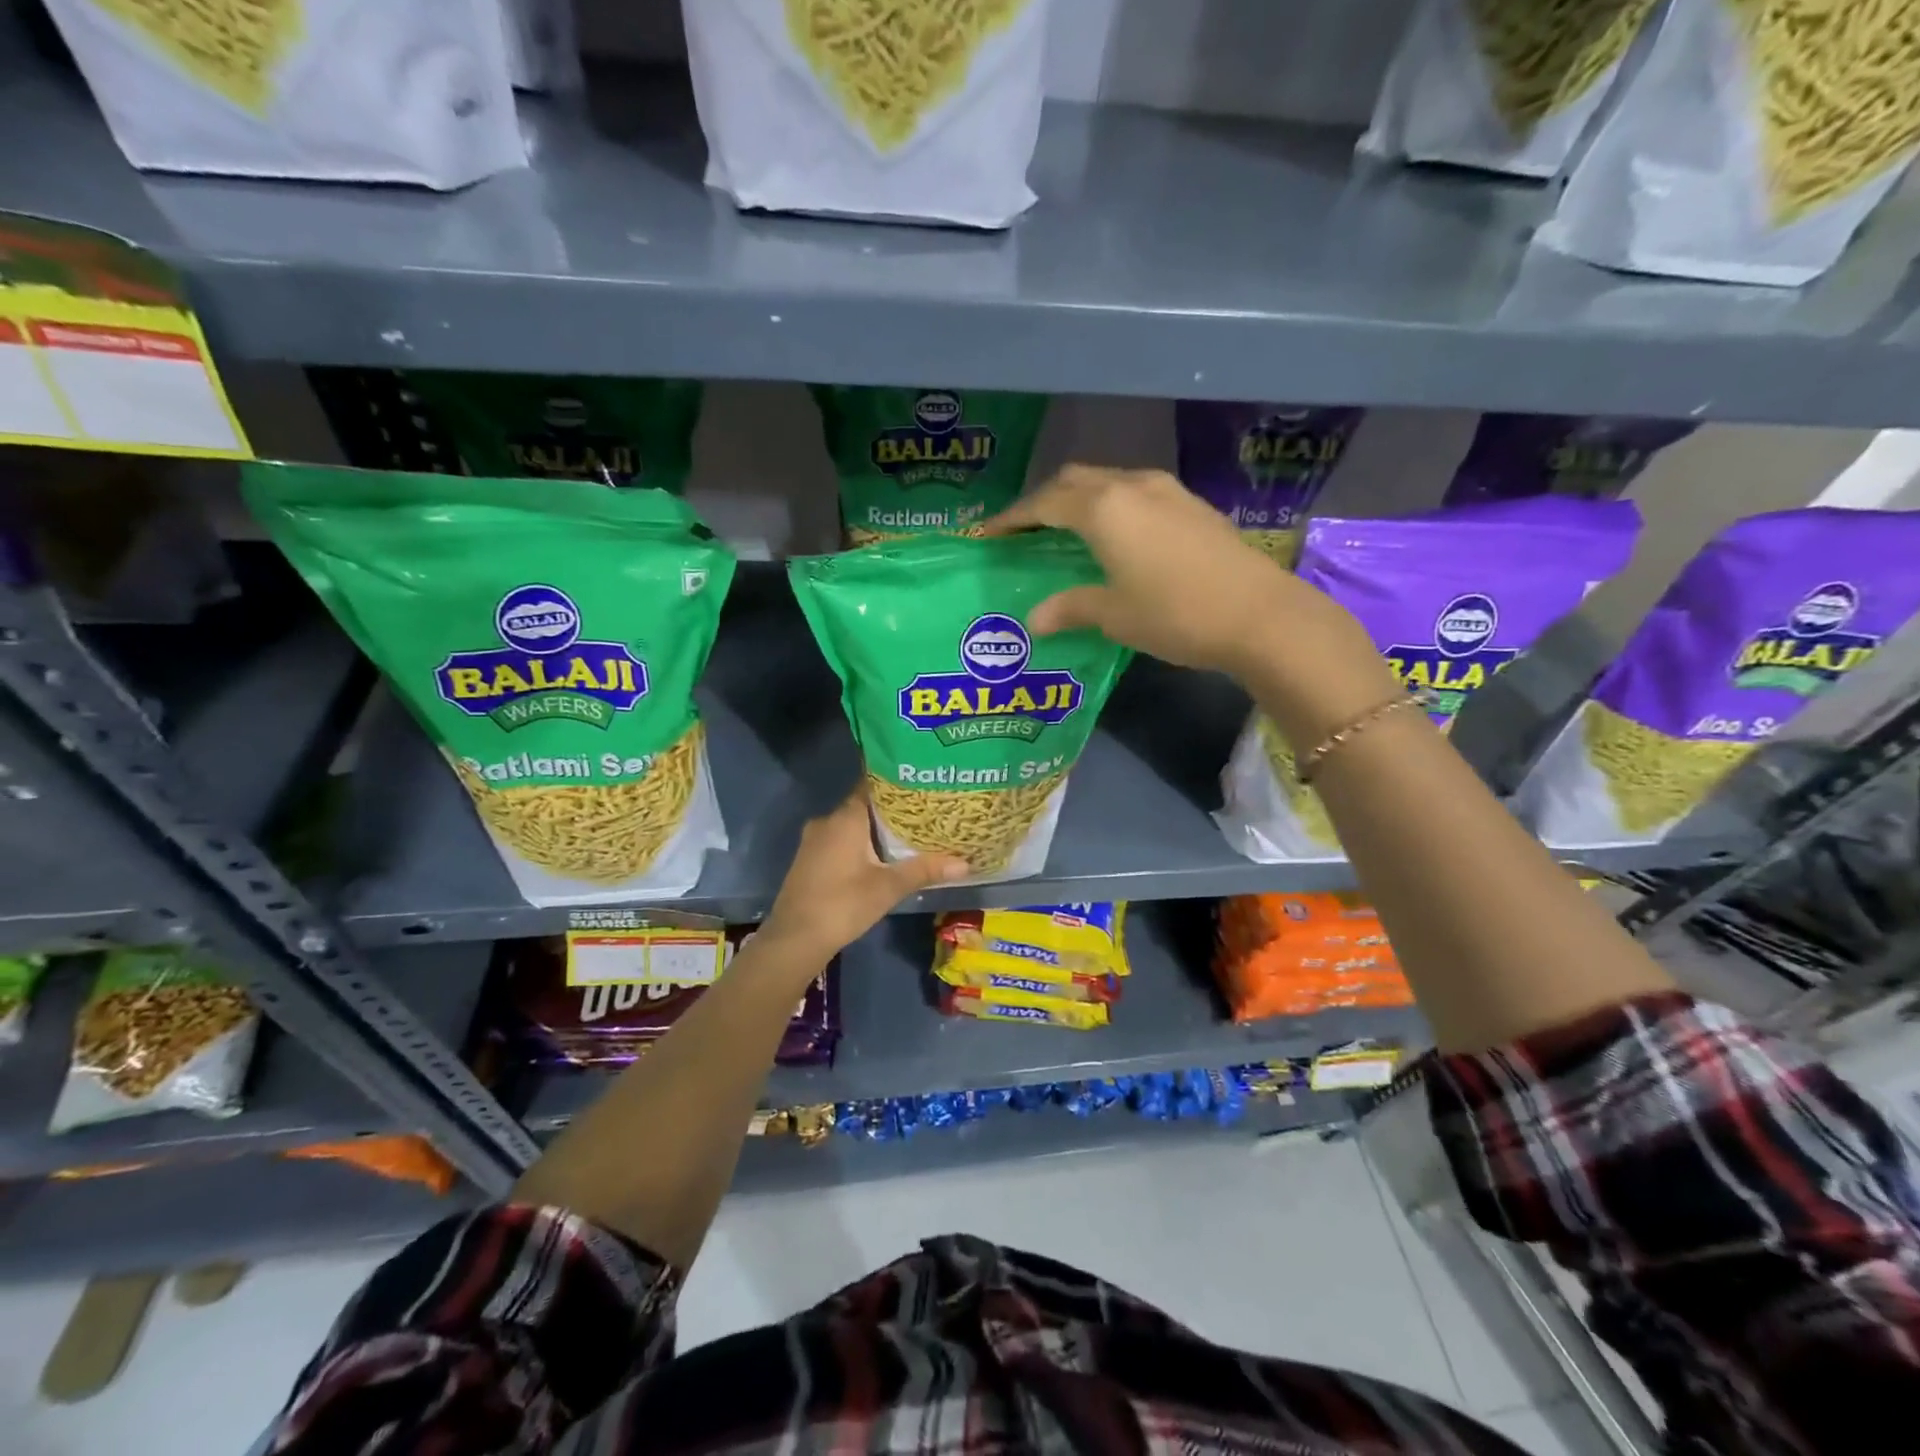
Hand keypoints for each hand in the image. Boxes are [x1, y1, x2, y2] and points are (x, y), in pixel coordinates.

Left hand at [759, 787, 968, 964]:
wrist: (794, 939)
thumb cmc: (843, 904)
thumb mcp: (888, 887)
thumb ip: (924, 870)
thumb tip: (965, 863)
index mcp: (845, 817)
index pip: (873, 785)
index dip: (897, 782)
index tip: (922, 782)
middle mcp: (827, 821)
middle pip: (864, 805)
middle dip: (892, 809)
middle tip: (925, 809)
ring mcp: (814, 840)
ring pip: (852, 825)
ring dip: (876, 828)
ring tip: (910, 831)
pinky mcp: (810, 859)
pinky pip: (841, 840)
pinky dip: (861, 843)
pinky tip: (881, 856)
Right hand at [981, 466, 1300, 675]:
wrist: (1260, 614)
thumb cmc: (1176, 614)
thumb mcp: (1114, 615)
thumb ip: (1070, 608)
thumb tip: (1034, 619)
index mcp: (1103, 509)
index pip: (1043, 503)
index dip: (1012, 518)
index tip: (989, 533)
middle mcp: (1131, 486)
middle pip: (1073, 480)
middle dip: (1043, 501)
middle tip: (1025, 531)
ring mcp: (1166, 491)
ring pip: (1107, 481)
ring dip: (1079, 499)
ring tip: (1065, 531)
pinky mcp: (1190, 504)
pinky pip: (1134, 492)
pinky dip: (1110, 506)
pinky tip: (1114, 535)